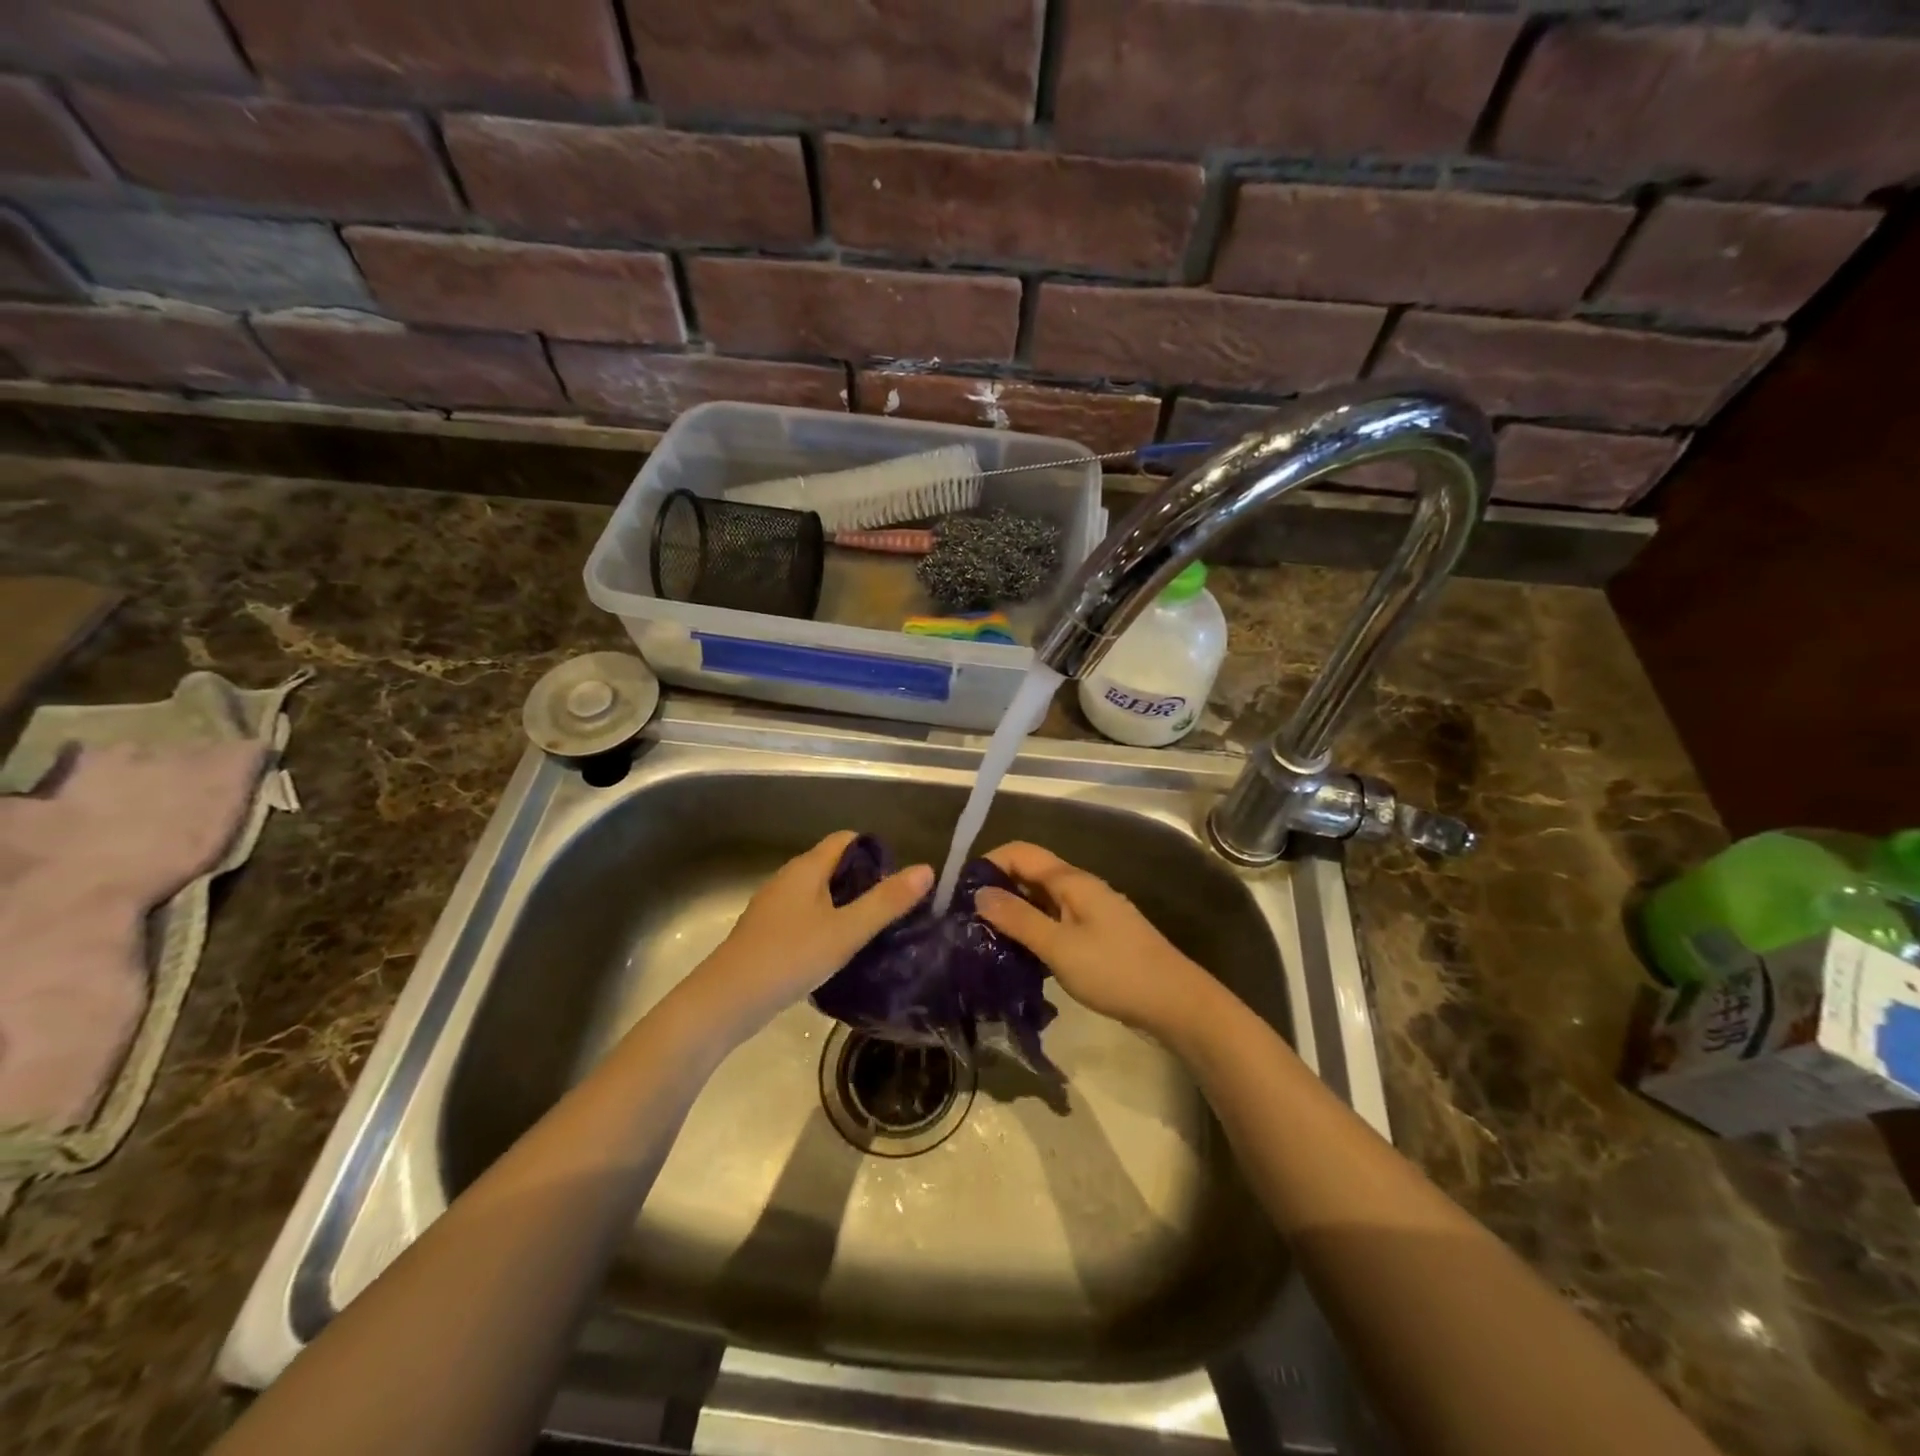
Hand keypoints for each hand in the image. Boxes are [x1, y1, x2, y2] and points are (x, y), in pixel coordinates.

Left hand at [681, 831, 930, 1039]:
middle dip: (866, 882)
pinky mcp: (767, 933)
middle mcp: (788, 879)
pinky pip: (806, 917)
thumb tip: (926, 869)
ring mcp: (774, 907)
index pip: (847, 840)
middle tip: (894, 910)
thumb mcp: (846, 931)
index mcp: (807, 868)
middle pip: (834, 866)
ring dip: (847, 906)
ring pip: (820, 894)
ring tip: (874, 933)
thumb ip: (886, 902)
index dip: (876, 852)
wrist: (725, 1002)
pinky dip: (827, 925)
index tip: (900, 881)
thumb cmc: (789, 958)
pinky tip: (839, 953)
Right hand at [975, 842, 1211, 1038]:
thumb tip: (979, 894)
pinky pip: (1056, 921)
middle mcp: (1080, 887)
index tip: (961, 894)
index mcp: (1071, 881)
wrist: (1175, 1002)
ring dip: (1015, 912)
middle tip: (968, 921)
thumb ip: (1018, 919)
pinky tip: (1020, 954)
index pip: (1020, 853)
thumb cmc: (1114, 970)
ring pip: (1043, 900)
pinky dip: (1034, 929)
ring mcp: (1091, 911)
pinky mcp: (1097, 935)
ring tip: (985, 939)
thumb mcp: (1059, 946)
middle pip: (1030, 874)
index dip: (989, 864)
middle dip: (998, 889)